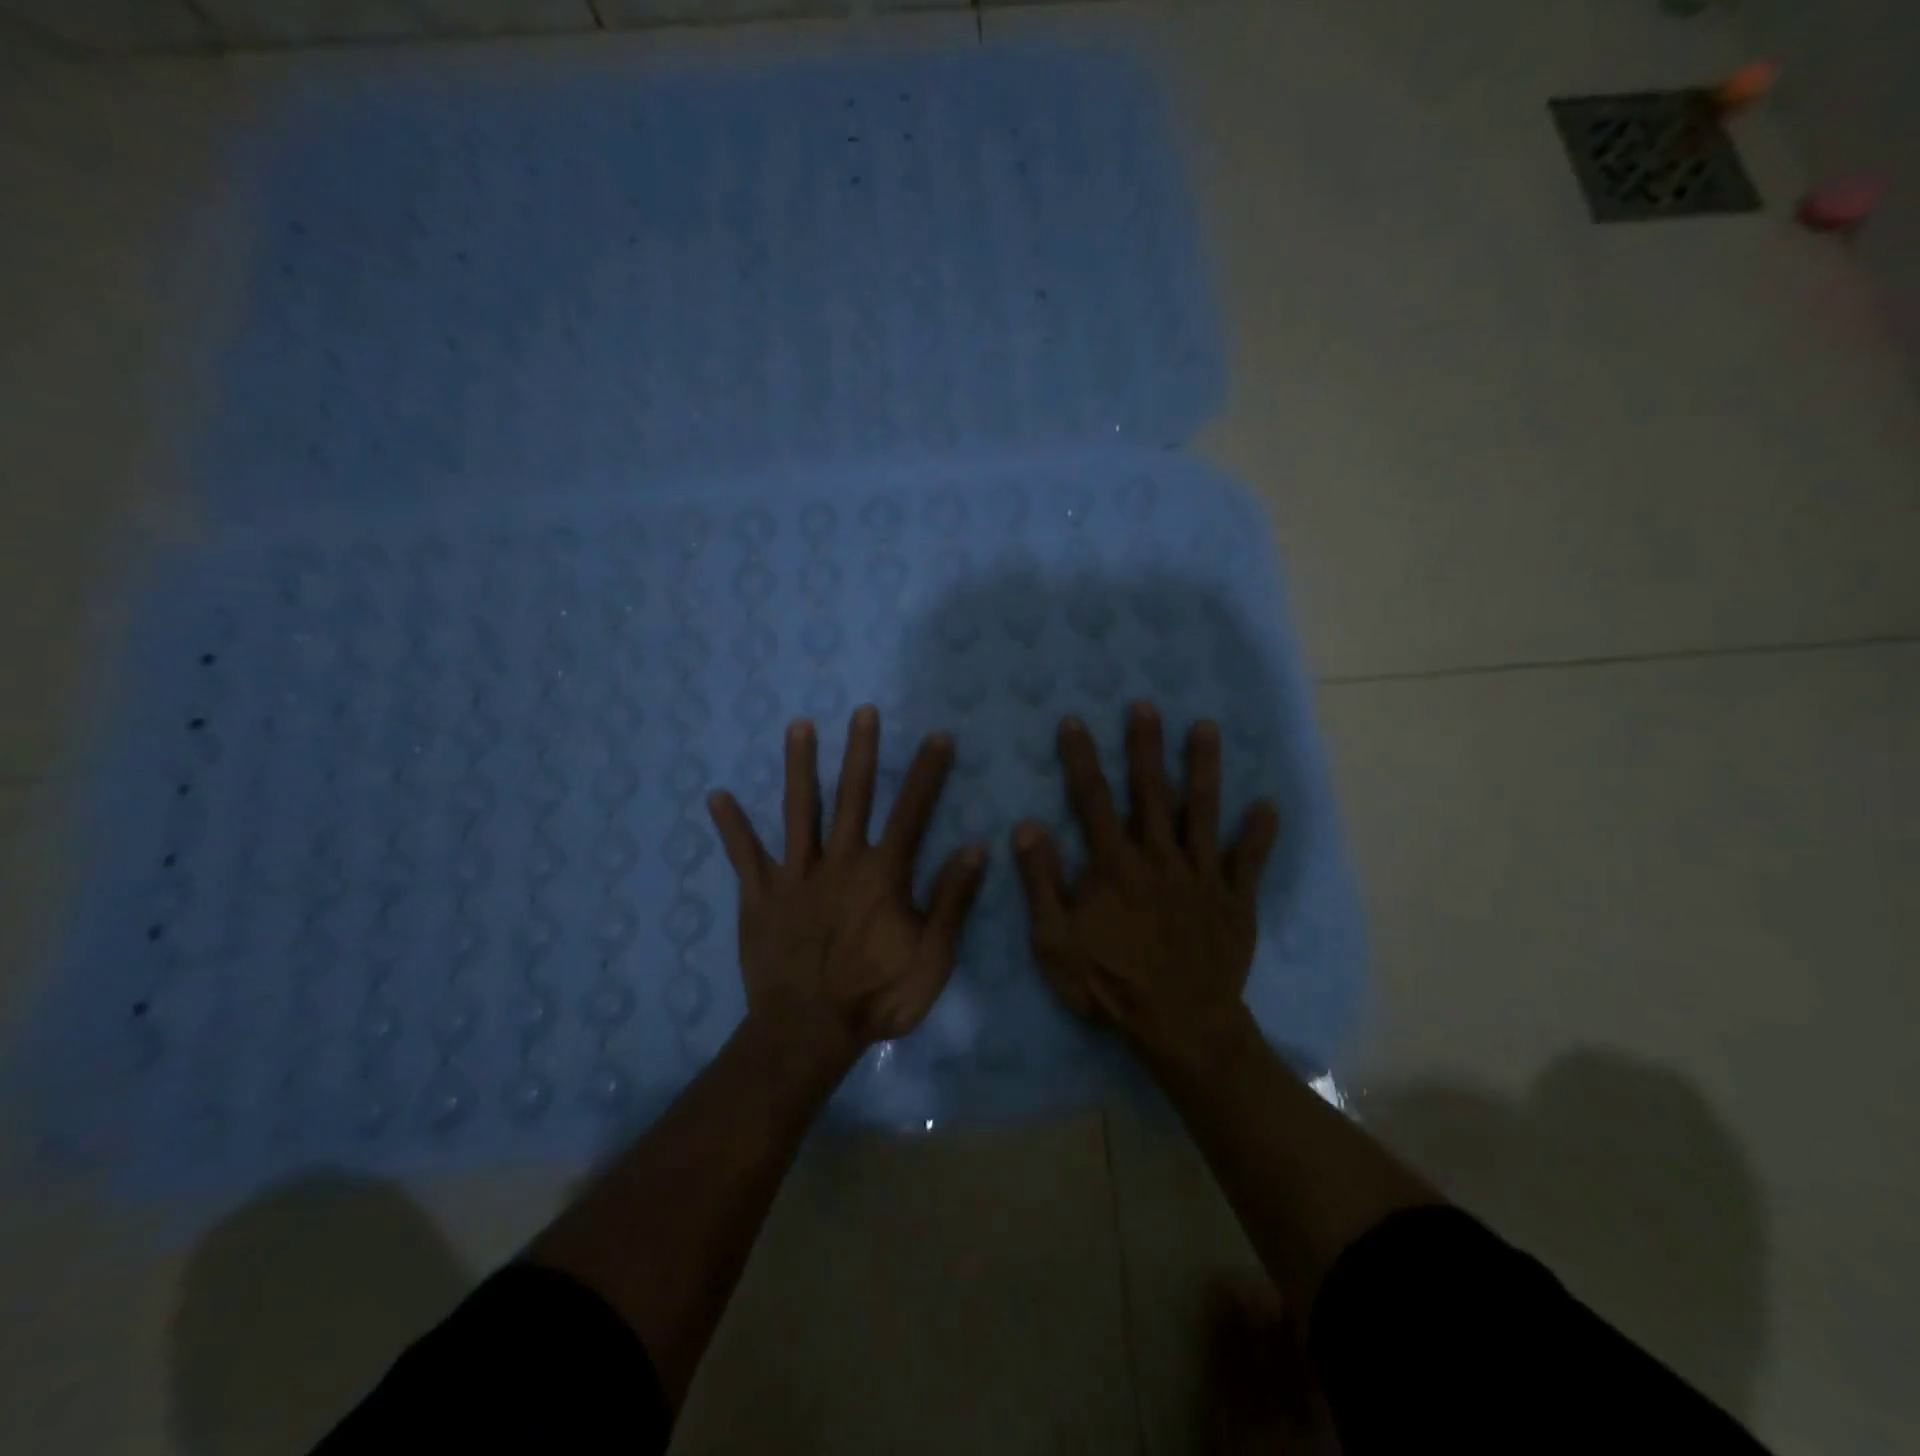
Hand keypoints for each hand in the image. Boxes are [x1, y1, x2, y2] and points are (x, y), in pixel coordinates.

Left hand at [707, 706, 986, 1061]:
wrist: (807, 1033)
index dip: (928, 774)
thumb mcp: (932, 957)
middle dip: (861, 751)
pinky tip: (717, 796)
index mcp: (883, 874)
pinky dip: (732, 827)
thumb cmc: (876, 997)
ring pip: (799, 811)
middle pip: (853, 796)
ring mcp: (796, 876)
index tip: (937, 736)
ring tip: (798, 726)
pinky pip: (745, 856)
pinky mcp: (760, 896)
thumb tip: (975, 848)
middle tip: (862, 711)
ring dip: (800, 767)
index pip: (912, 812)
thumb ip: (952, 901)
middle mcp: (840, 862)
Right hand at [1012, 702, 1279, 1068]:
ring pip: (1204, 811)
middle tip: (1145, 706)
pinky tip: (1268, 805)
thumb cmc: (1110, 984)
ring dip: (1204, 767)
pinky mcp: (1234, 899)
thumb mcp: (1056, 941)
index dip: (1082, 758)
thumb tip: (1028, 826)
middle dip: (1146, 746)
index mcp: (1115, 865)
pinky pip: (1248, 860)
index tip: (1074, 722)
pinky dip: (1258, 833)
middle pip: (1152, 791)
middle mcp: (1159, 857)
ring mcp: (1202, 875)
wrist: (1180, 1026)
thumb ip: (1042, 882)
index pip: (1093, 799)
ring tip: (1206, 728)